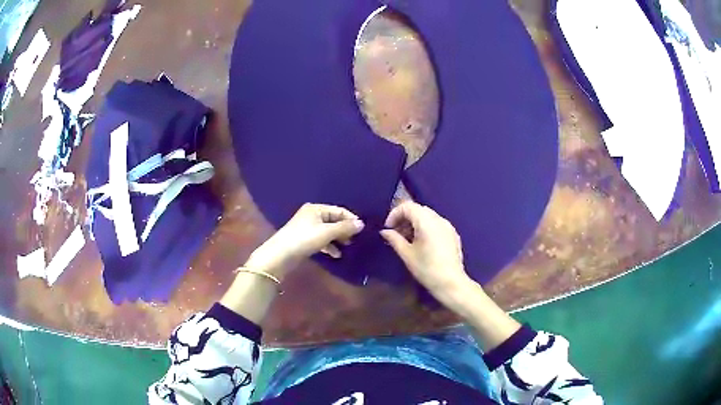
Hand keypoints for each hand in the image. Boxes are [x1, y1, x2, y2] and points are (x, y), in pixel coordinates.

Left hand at [245, 203, 363, 278]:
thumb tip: (362, 224)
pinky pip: (321, 240)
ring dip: (338, 238)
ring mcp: (307, 228)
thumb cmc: (304, 239)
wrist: (280, 255)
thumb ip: (345, 228)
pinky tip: (336, 254)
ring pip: (328, 231)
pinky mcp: (304, 240)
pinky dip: (329, 245)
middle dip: (345, 229)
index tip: (362, 230)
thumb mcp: (327, 233)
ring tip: (348, 247)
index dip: (351, 219)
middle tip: (355, 240)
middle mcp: (311, 215)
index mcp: (316, 209)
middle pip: (333, 220)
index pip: (339, 210)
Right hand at [380, 201, 472, 305]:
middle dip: (404, 218)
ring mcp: (448, 226)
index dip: (394, 214)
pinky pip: (437, 224)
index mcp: (426, 221)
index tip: (388, 228)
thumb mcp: (407, 254)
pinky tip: (422, 243)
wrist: (451, 282)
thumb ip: (394, 239)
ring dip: (415, 223)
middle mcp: (439, 219)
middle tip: (396, 233)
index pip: (407, 206)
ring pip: (428, 216)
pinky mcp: (453, 234)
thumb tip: (384, 231)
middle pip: (418, 209)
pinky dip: (426, 227)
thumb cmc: (426, 269)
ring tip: (408, 239)